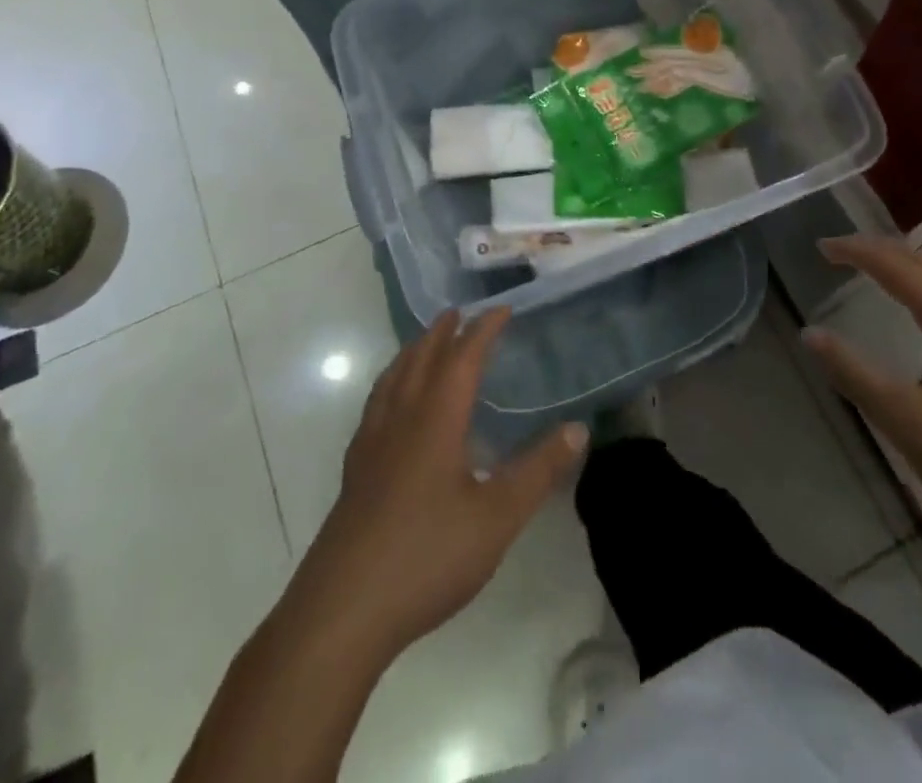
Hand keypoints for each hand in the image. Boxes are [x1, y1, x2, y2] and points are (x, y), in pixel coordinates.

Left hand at [300, 307, 586, 655]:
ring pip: (392, 379)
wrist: (342, 611)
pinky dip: (390, 384)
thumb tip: (578, 428)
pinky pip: (375, 405)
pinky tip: (392, 406)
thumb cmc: (427, 556)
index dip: (483, 330)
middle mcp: (401, 420)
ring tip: (425, 343)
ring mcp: (371, 445)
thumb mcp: (498, 517)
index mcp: (436, 419)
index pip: (462, 358)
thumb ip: (539, 470)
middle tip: (459, 313)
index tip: (502, 309)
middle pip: (421, 359)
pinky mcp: (355, 472)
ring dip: (412, 352)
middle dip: (443, 332)